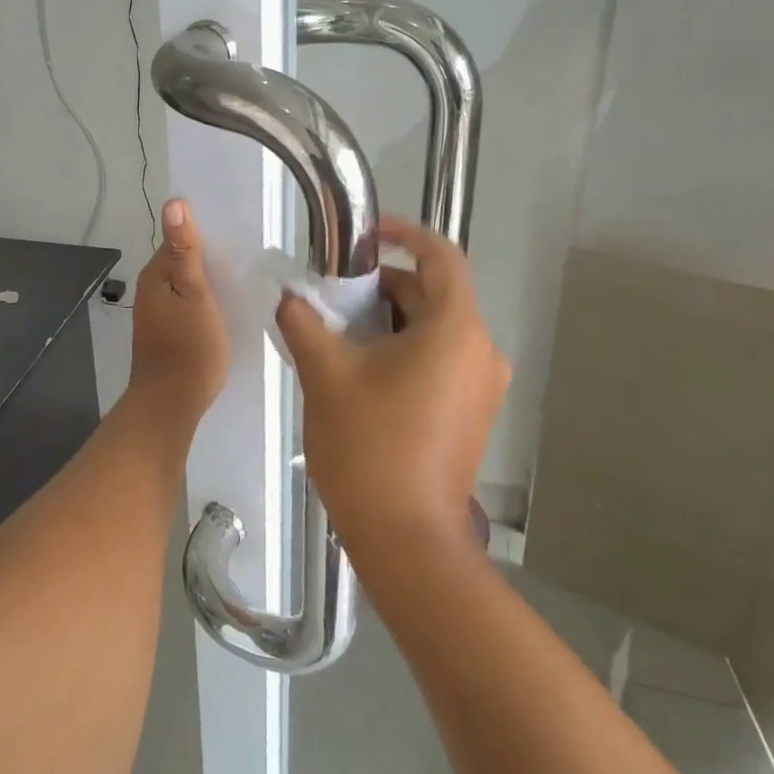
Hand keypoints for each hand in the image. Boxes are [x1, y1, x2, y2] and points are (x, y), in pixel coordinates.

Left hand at [126, 199, 229, 417]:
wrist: (170, 405)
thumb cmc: (189, 348)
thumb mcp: (195, 295)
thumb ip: (186, 251)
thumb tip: (174, 203)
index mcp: (156, 274)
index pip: (179, 237)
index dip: (205, 233)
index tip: (237, 233)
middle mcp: (151, 288)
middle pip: (182, 259)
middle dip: (209, 255)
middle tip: (247, 255)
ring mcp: (157, 311)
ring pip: (186, 282)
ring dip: (208, 278)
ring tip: (241, 277)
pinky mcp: (166, 330)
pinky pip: (187, 303)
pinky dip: (205, 299)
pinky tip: (225, 305)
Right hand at [276, 216, 507, 552]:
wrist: (405, 538)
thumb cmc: (369, 444)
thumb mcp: (325, 373)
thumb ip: (304, 322)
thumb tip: (291, 298)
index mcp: (455, 330)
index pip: (441, 257)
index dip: (406, 235)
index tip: (367, 235)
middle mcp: (481, 351)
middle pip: (435, 294)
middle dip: (385, 286)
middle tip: (335, 294)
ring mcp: (482, 386)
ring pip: (435, 329)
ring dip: (391, 320)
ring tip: (341, 333)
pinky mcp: (473, 413)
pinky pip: (441, 360)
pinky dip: (405, 349)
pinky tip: (363, 369)